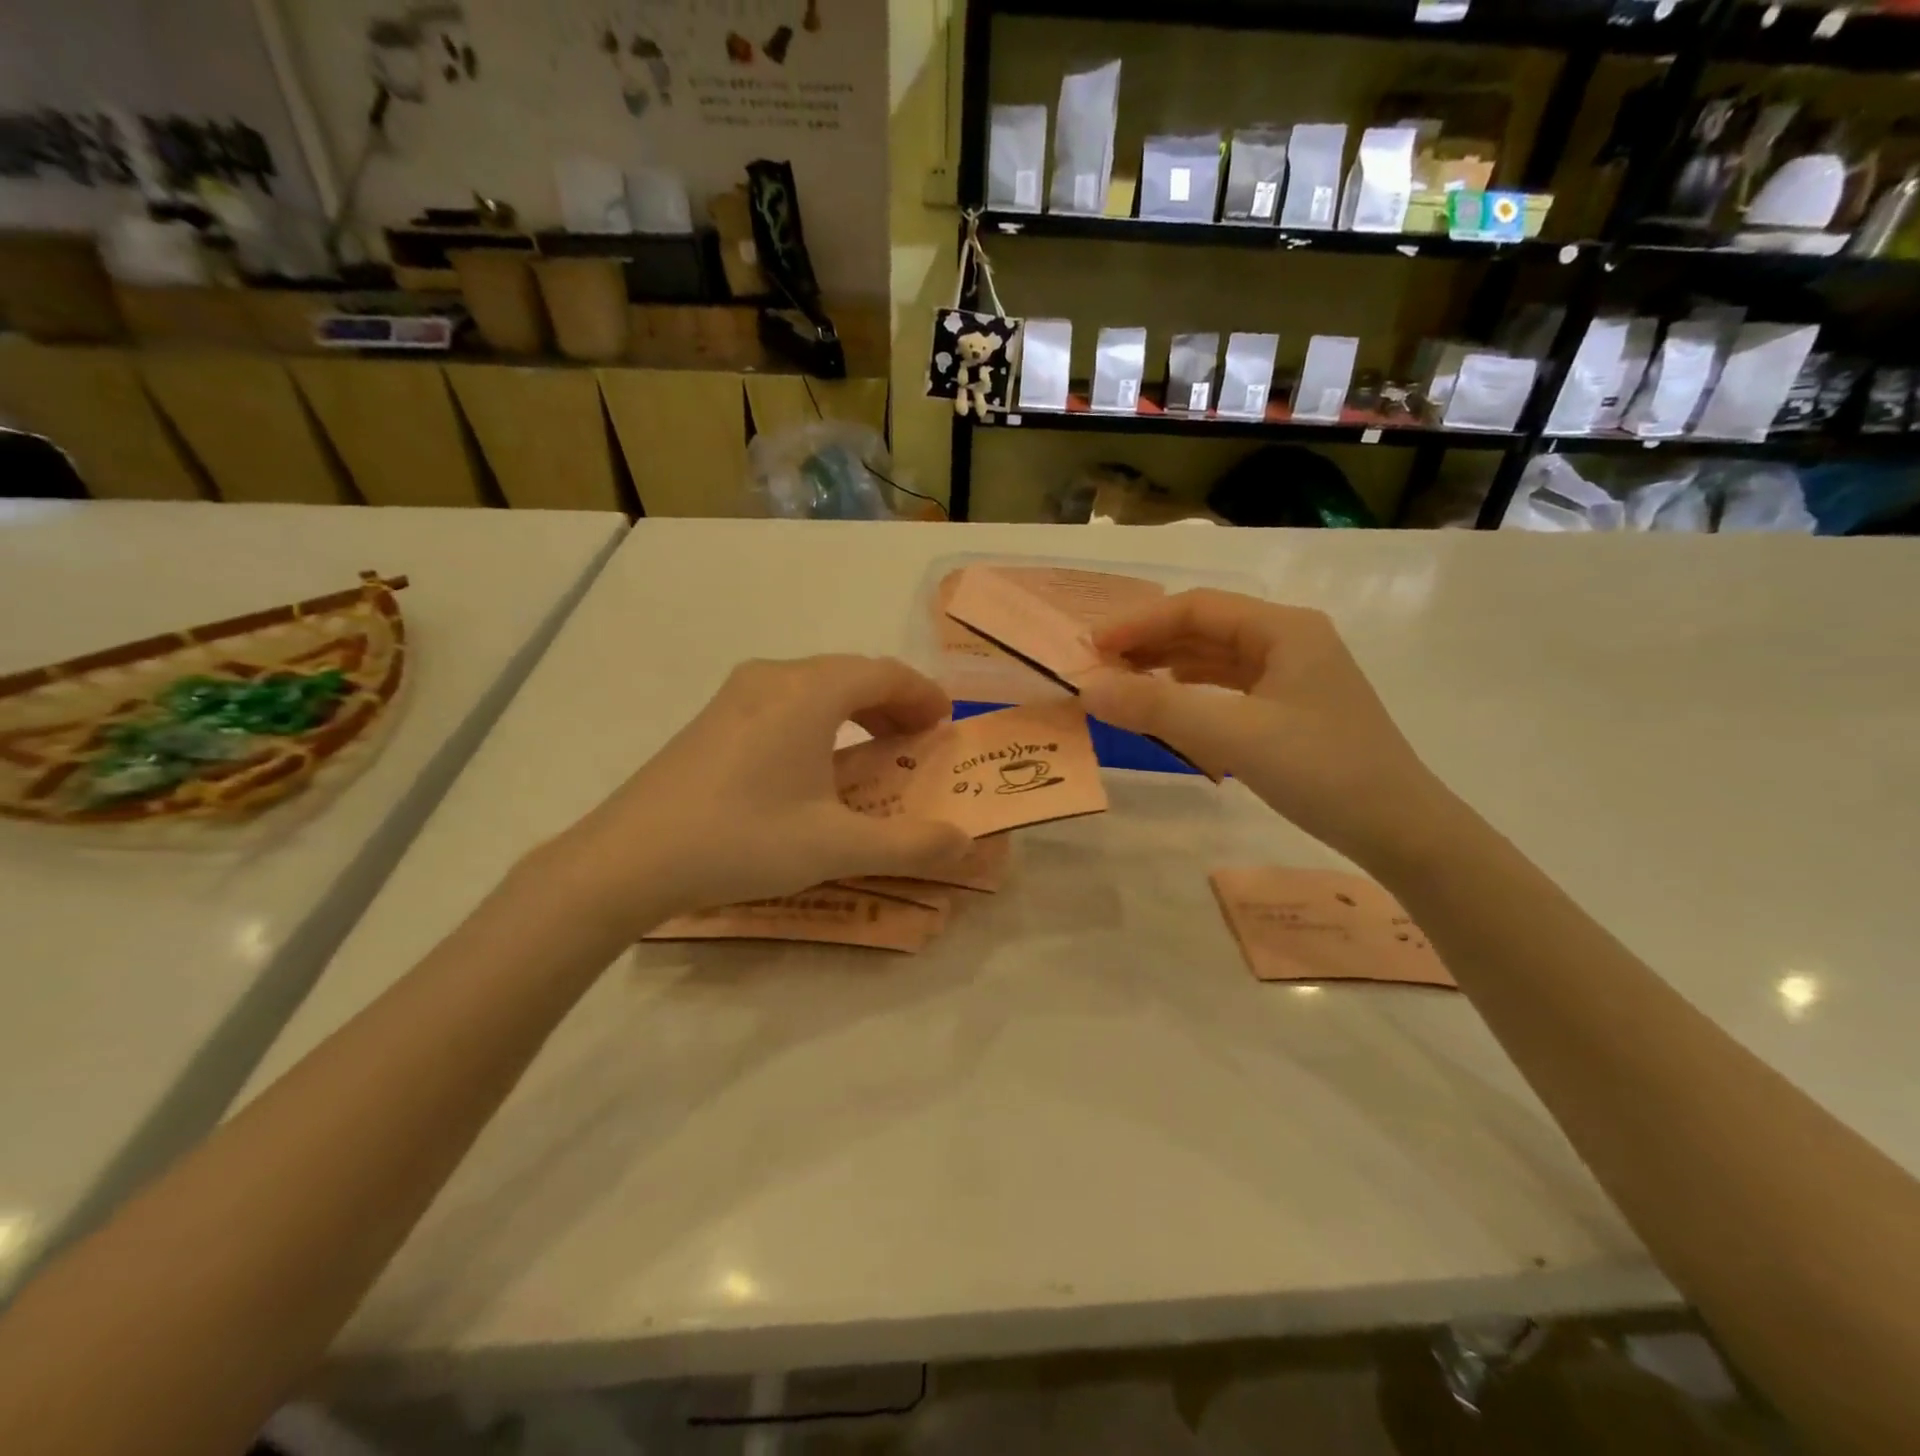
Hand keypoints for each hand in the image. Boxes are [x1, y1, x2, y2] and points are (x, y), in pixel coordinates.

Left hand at [546, 656, 972, 936]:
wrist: (628, 858)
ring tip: (876, 747)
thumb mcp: (836, 846)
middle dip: (892, 702)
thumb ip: (909, 845)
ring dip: (855, 709)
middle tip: (918, 739)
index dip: (922, 694)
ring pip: (814, 686)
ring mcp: (736, 695)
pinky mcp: (712, 718)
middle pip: (850, 673)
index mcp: (809, 692)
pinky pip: (784, 702)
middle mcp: (774, 677)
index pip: (884, 673)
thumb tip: (966, 844)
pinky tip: (816, 762)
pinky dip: (819, 719)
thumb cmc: (742, 840)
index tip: (946, 722)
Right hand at [1078, 590, 1450, 868]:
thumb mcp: (1233, 736)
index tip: (1090, 647)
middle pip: (1206, 627)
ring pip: (1216, 656)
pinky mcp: (1293, 707)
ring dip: (1168, 664)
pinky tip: (1169, 700)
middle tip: (1098, 667)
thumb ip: (1158, 707)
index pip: (1197, 608)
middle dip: (1149, 642)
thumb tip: (1088, 688)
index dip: (1138, 622)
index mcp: (1284, 629)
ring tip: (1122, 682)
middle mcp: (1290, 640)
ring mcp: (1294, 674)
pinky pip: (1230, 685)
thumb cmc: (1322, 771)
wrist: (1400, 829)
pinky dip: (1192, 689)